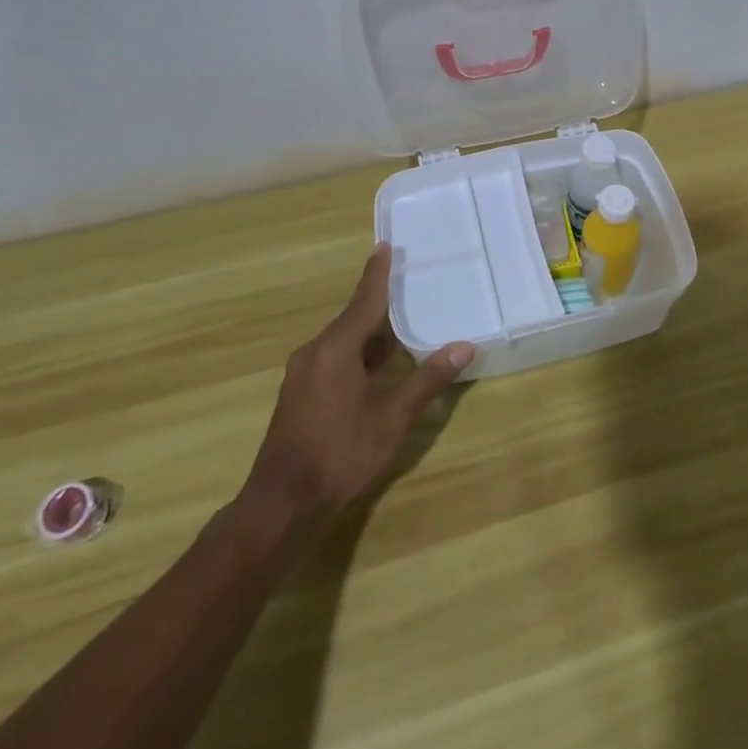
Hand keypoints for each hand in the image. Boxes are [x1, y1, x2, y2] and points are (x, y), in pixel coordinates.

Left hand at [242, 245, 471, 528]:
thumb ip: (426, 380)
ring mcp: (303, 374)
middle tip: (407, 288)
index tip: (384, 246)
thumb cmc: (341, 452)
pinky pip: (333, 359)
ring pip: (342, 342)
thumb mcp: (392, 417)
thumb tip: (463, 347)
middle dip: (379, 306)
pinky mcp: (299, 394)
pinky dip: (357, 354)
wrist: (284, 502)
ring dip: (370, 335)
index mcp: (336, 348)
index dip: (377, 274)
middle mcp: (315, 352)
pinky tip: (377, 367)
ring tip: (401, 327)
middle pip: (353, 319)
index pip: (364, 301)